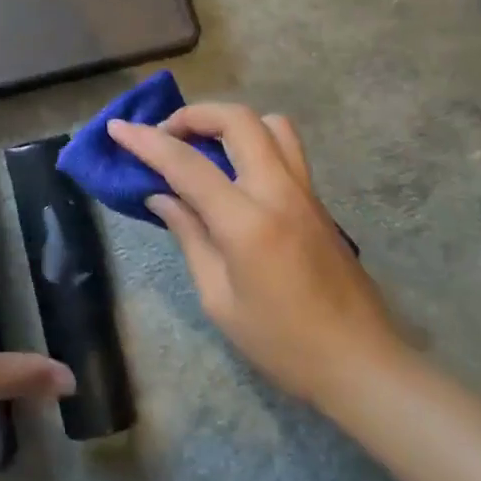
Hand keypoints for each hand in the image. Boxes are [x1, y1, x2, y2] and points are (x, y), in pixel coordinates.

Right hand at [108, 103, 406, 408]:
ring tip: (204, 147)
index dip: (146, 141)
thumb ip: (190, 237)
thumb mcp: (219, 299)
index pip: (187, 164)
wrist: (363, 365)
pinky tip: (233, 174)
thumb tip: (161, 197)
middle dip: (194, 115)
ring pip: (269, 124)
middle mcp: (279, 192)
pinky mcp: (317, 200)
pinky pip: (284, 148)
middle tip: (166, 136)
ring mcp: (305, 191)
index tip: (117, 128)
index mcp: (248, 222)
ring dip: (230, 122)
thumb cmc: (283, 343)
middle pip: (237, 120)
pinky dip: (251, 142)